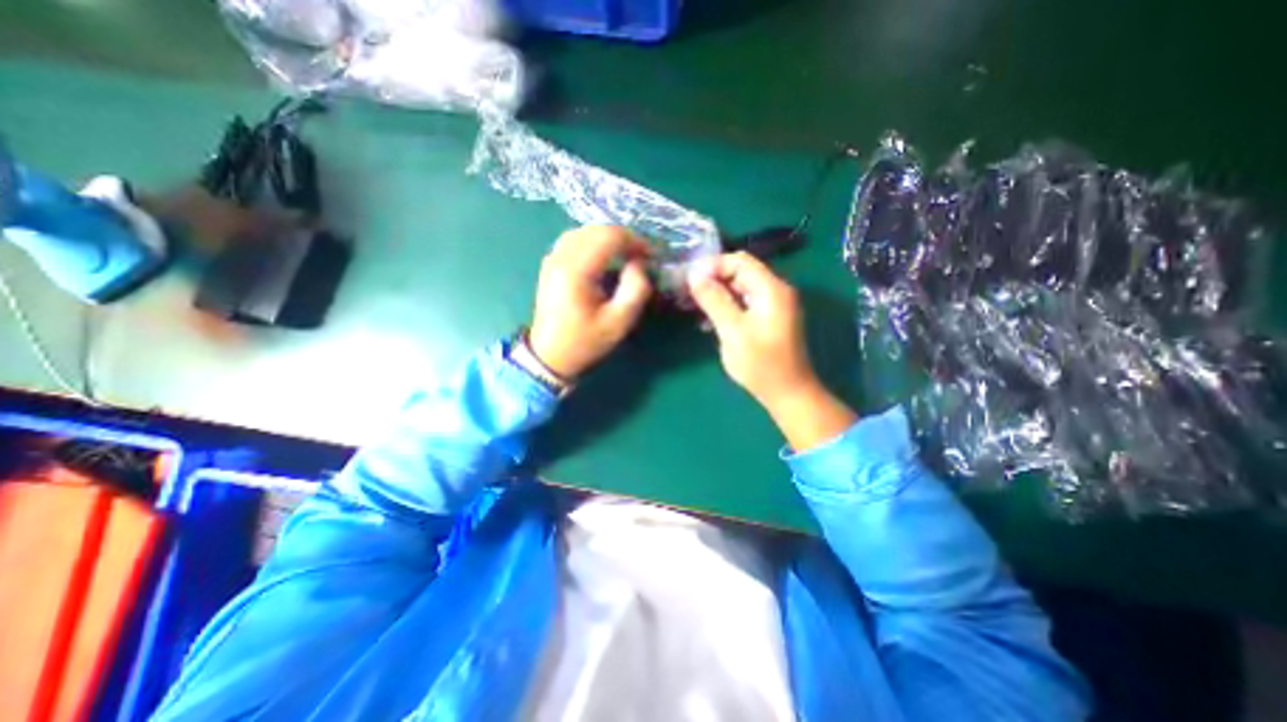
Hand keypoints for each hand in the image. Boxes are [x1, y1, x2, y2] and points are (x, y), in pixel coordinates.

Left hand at [529, 225, 654, 380]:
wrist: (550, 356)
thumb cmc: (585, 341)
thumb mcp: (619, 323)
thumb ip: (636, 290)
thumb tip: (639, 264)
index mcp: (576, 271)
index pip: (608, 237)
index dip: (634, 241)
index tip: (650, 256)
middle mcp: (561, 257)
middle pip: (595, 230)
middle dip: (623, 238)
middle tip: (640, 256)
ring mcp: (552, 259)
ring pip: (583, 231)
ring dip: (607, 238)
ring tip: (625, 255)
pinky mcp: (550, 265)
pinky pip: (573, 240)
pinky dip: (592, 242)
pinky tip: (603, 257)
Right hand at [682, 250, 812, 412]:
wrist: (788, 393)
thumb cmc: (761, 364)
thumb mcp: (733, 331)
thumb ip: (714, 300)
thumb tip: (694, 275)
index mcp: (771, 289)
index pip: (739, 261)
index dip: (713, 266)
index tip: (689, 279)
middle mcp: (775, 291)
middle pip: (741, 272)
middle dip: (713, 279)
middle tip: (688, 293)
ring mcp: (773, 305)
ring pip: (740, 288)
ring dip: (718, 294)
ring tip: (695, 307)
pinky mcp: (769, 319)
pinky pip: (744, 303)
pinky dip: (727, 306)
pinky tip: (710, 320)